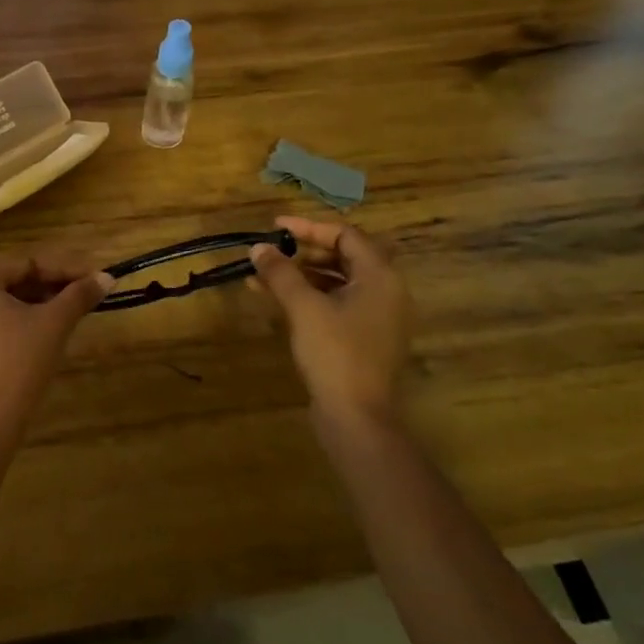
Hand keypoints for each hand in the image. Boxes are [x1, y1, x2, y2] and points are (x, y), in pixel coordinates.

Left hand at [0, 251, 111, 448]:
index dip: (66, 270)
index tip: (96, 278)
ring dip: (34, 305)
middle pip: (11, 281)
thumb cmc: (17, 364)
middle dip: (50, 287)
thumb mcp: (54, 324)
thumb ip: (80, 295)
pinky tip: (39, 335)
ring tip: (68, 314)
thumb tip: (107, 277)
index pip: (28, 263)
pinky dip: (13, 323)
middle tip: (85, 297)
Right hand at [251, 217, 413, 442]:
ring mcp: (376, 317)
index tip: (275, 226)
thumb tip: (258, 247)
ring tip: (263, 276)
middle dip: (302, 252)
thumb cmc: (335, 354)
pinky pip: (336, 304)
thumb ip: (281, 273)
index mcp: (379, 277)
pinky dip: (309, 297)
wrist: (357, 417)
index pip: (345, 235)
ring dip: (301, 275)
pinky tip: (277, 301)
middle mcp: (385, 291)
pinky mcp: (363, 338)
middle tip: (270, 251)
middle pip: (343, 256)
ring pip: (336, 282)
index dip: (308, 227)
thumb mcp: (303, 308)